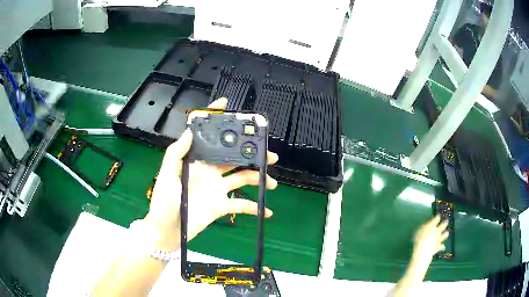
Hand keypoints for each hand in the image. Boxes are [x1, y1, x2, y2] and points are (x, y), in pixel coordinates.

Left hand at [144, 98, 277, 249]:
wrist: (168, 230)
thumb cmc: (164, 201)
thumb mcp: (167, 175)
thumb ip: (176, 153)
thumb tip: (188, 131)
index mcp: (197, 161)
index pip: (209, 138)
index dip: (216, 120)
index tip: (227, 106)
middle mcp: (210, 171)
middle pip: (235, 157)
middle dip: (252, 153)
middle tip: (269, 155)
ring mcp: (217, 188)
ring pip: (243, 178)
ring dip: (259, 179)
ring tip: (272, 183)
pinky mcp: (222, 206)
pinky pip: (242, 205)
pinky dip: (254, 207)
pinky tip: (266, 211)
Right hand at [411, 215, 448, 267]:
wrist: (423, 249)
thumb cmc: (419, 239)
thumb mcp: (418, 231)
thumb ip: (423, 228)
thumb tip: (425, 226)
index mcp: (432, 225)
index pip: (436, 219)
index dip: (437, 217)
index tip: (438, 216)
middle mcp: (437, 231)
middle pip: (443, 225)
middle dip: (445, 223)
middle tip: (447, 221)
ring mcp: (438, 239)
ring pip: (444, 235)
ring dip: (446, 234)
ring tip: (447, 232)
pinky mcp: (438, 247)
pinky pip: (441, 246)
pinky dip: (442, 246)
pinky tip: (443, 246)